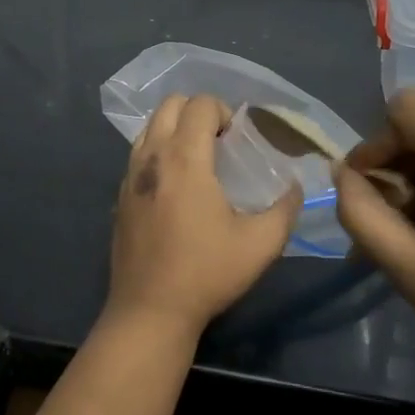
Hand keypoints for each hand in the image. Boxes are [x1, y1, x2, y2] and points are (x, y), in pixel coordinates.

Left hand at [105, 95, 302, 341]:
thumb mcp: (261, 244)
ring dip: (174, 129)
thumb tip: (295, 187)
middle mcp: (152, 157)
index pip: (198, 105)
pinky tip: (175, 186)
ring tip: (197, 159)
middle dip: (196, 111)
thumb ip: (285, 209)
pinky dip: (158, 152)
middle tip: (219, 140)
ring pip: (149, 127)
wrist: (150, 310)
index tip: (237, 137)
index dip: (222, 110)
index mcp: (184, 159)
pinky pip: (138, 154)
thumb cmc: (206, 273)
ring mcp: (130, 176)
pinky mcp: (119, 196)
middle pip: (169, 105)